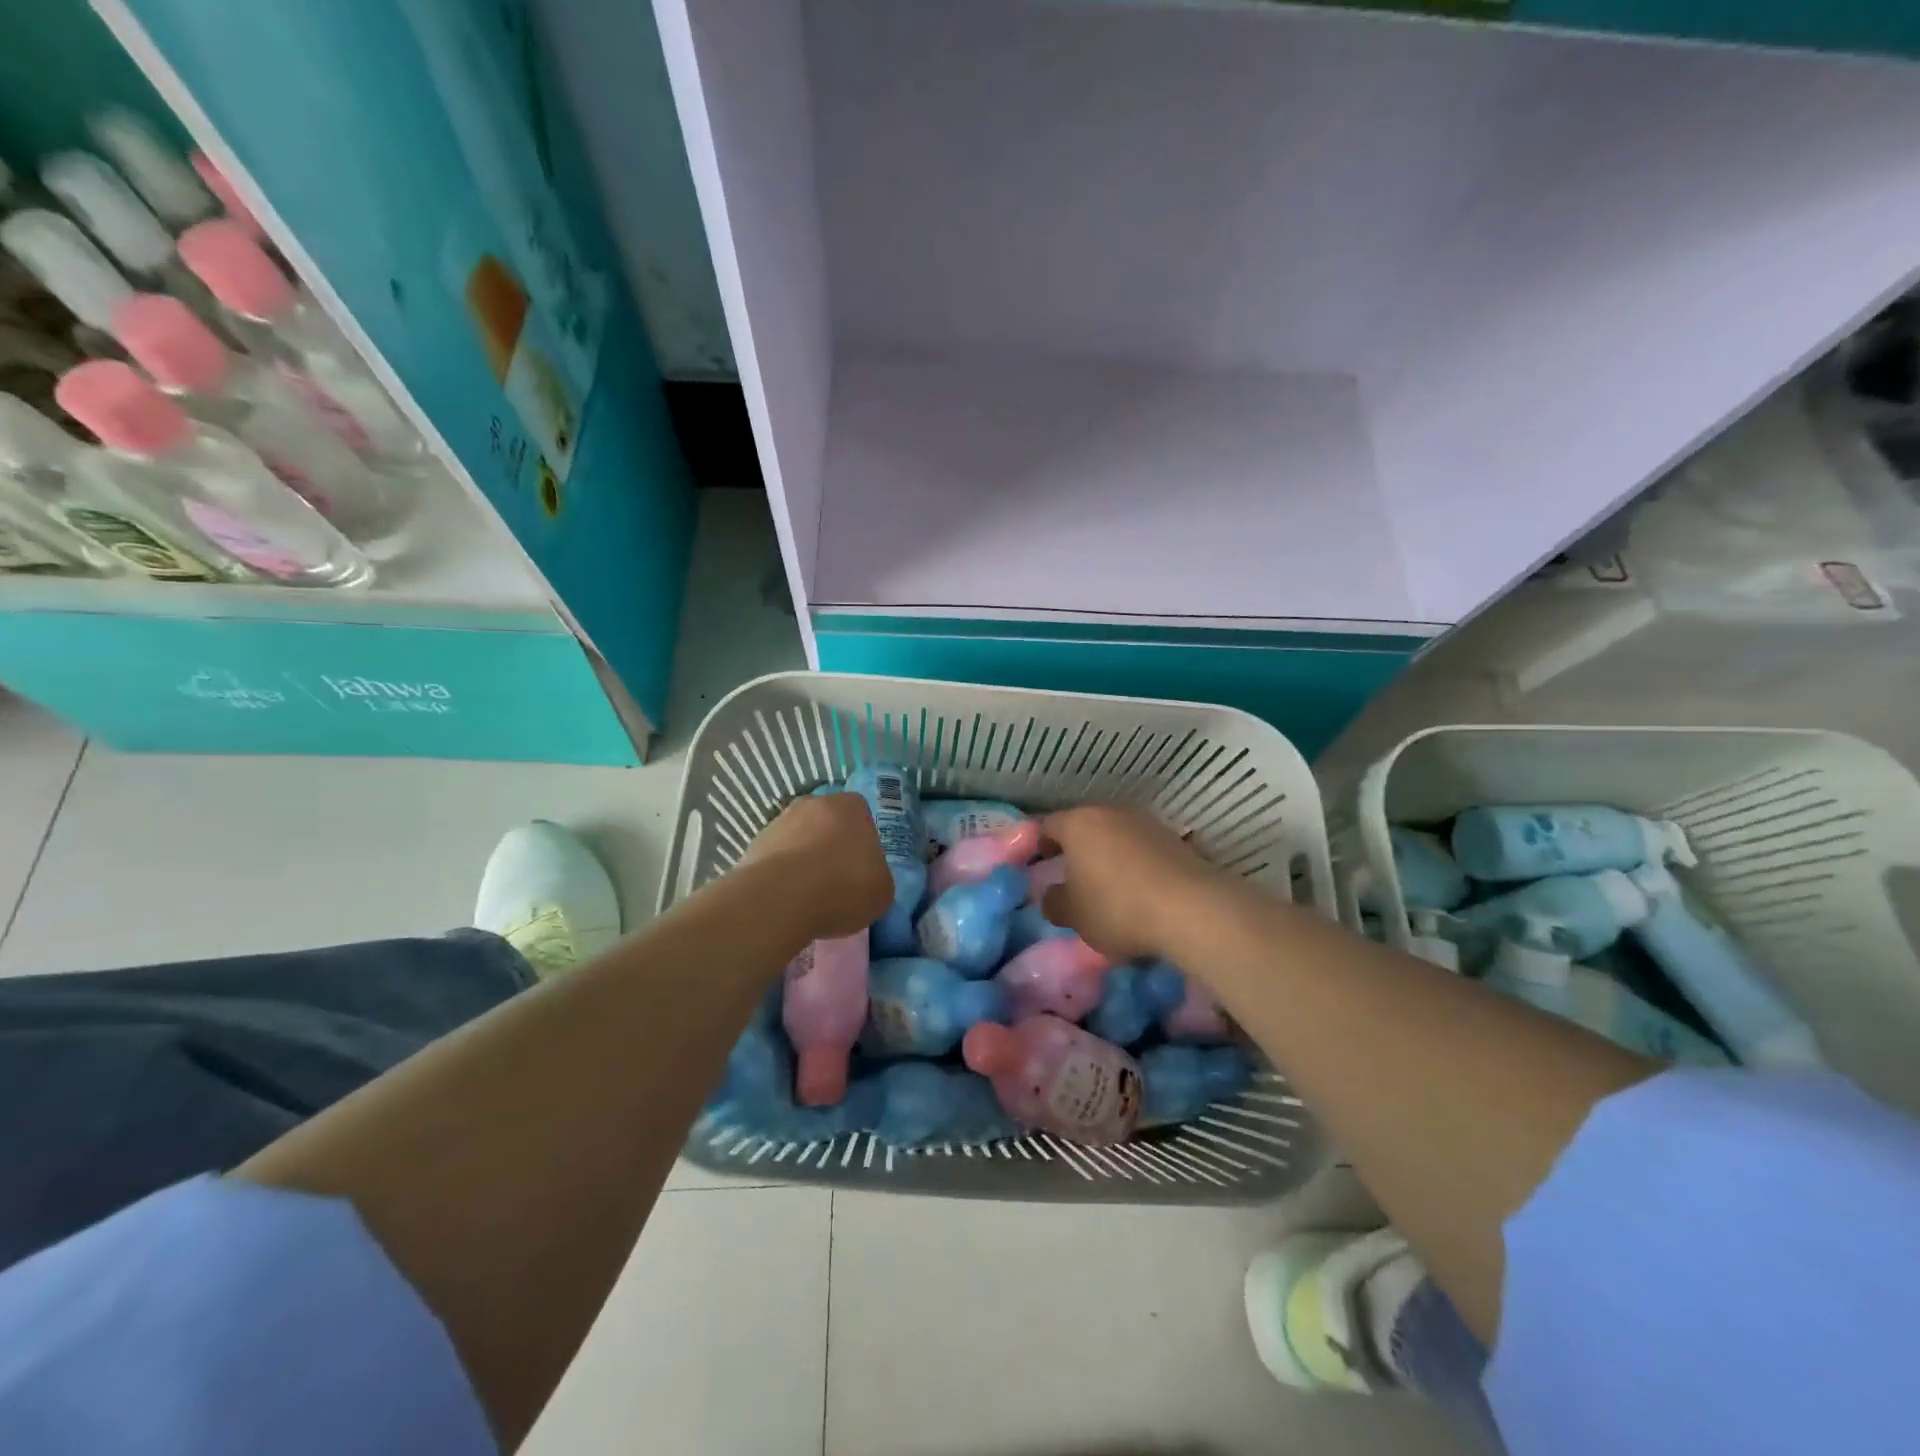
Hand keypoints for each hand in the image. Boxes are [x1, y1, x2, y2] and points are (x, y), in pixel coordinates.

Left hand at [746, 792, 892, 939]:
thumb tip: (867, 880)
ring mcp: (780, 821)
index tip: (861, 869)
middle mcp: (814, 803)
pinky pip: (776, 858)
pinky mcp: (754, 843)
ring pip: (800, 839)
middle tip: (836, 880)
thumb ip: (877, 877)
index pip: (862, 817)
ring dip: (804, 859)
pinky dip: (782, 874)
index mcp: (851, 806)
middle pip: (828, 823)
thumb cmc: (843, 887)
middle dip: (831, 846)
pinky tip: (787, 899)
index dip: (862, 842)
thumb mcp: (882, 891)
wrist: (781, 899)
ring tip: (808, 895)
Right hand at [1039, 805, 1230, 961]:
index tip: (1041, 865)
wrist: (1191, 909)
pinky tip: (1140, 891)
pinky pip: (1143, 850)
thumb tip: (1052, 895)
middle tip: (1072, 878)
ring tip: (1109, 887)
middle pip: (1085, 828)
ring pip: (1116, 836)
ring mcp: (1146, 823)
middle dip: (1077, 850)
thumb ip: (1055, 903)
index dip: (1041, 845)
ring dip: (1109, 856)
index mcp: (1078, 824)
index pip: (1048, 826)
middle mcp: (1111, 813)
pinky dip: (1136, 865)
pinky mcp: (1174, 840)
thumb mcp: (1074, 915)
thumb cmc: (1117, 907)